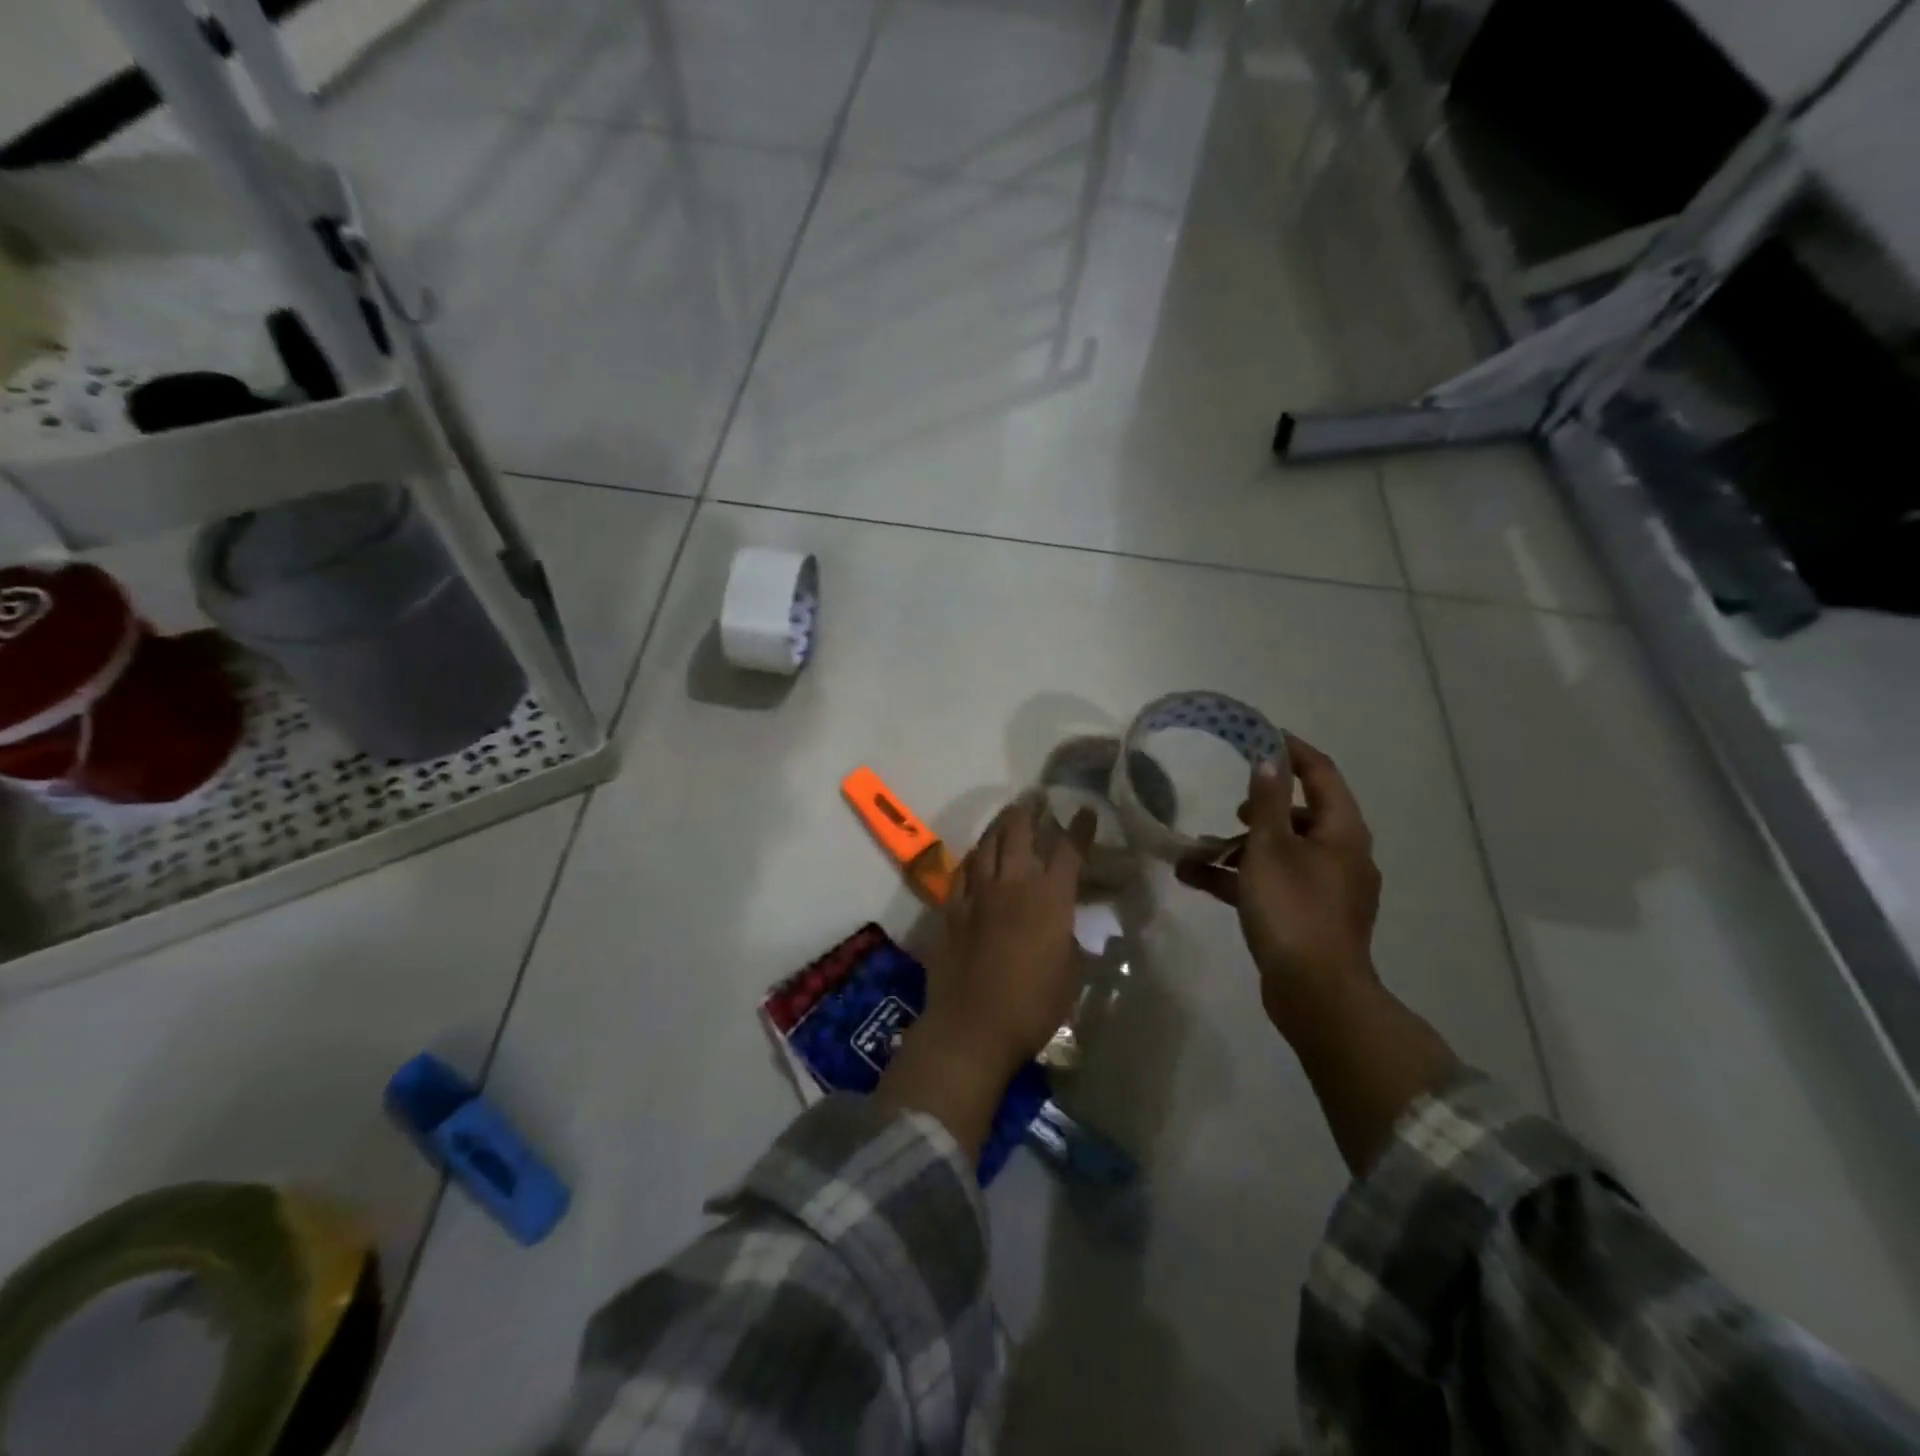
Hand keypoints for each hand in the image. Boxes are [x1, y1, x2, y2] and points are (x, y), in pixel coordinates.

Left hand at [930, 793, 1097, 1078]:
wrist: (972, 1026)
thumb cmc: (1032, 1007)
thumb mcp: (1069, 974)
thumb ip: (1068, 939)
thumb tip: (1066, 924)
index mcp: (1050, 899)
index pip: (1068, 851)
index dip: (1079, 828)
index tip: (1086, 812)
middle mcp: (1013, 885)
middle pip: (1020, 833)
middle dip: (1030, 810)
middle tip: (1036, 798)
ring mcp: (978, 894)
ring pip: (987, 844)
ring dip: (1000, 825)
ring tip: (1008, 816)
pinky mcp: (952, 908)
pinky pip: (963, 870)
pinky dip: (974, 856)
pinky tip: (977, 855)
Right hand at [1176, 733, 1380, 1038]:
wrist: (1315, 994)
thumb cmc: (1293, 909)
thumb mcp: (1271, 849)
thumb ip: (1267, 802)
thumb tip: (1268, 760)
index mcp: (1342, 833)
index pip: (1321, 775)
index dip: (1293, 752)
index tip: (1259, 735)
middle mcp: (1341, 856)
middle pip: (1301, 816)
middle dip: (1258, 808)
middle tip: (1228, 804)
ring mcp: (1326, 889)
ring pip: (1281, 853)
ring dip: (1240, 848)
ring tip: (1197, 850)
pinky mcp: (1308, 917)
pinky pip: (1273, 884)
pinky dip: (1241, 878)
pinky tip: (1197, 879)